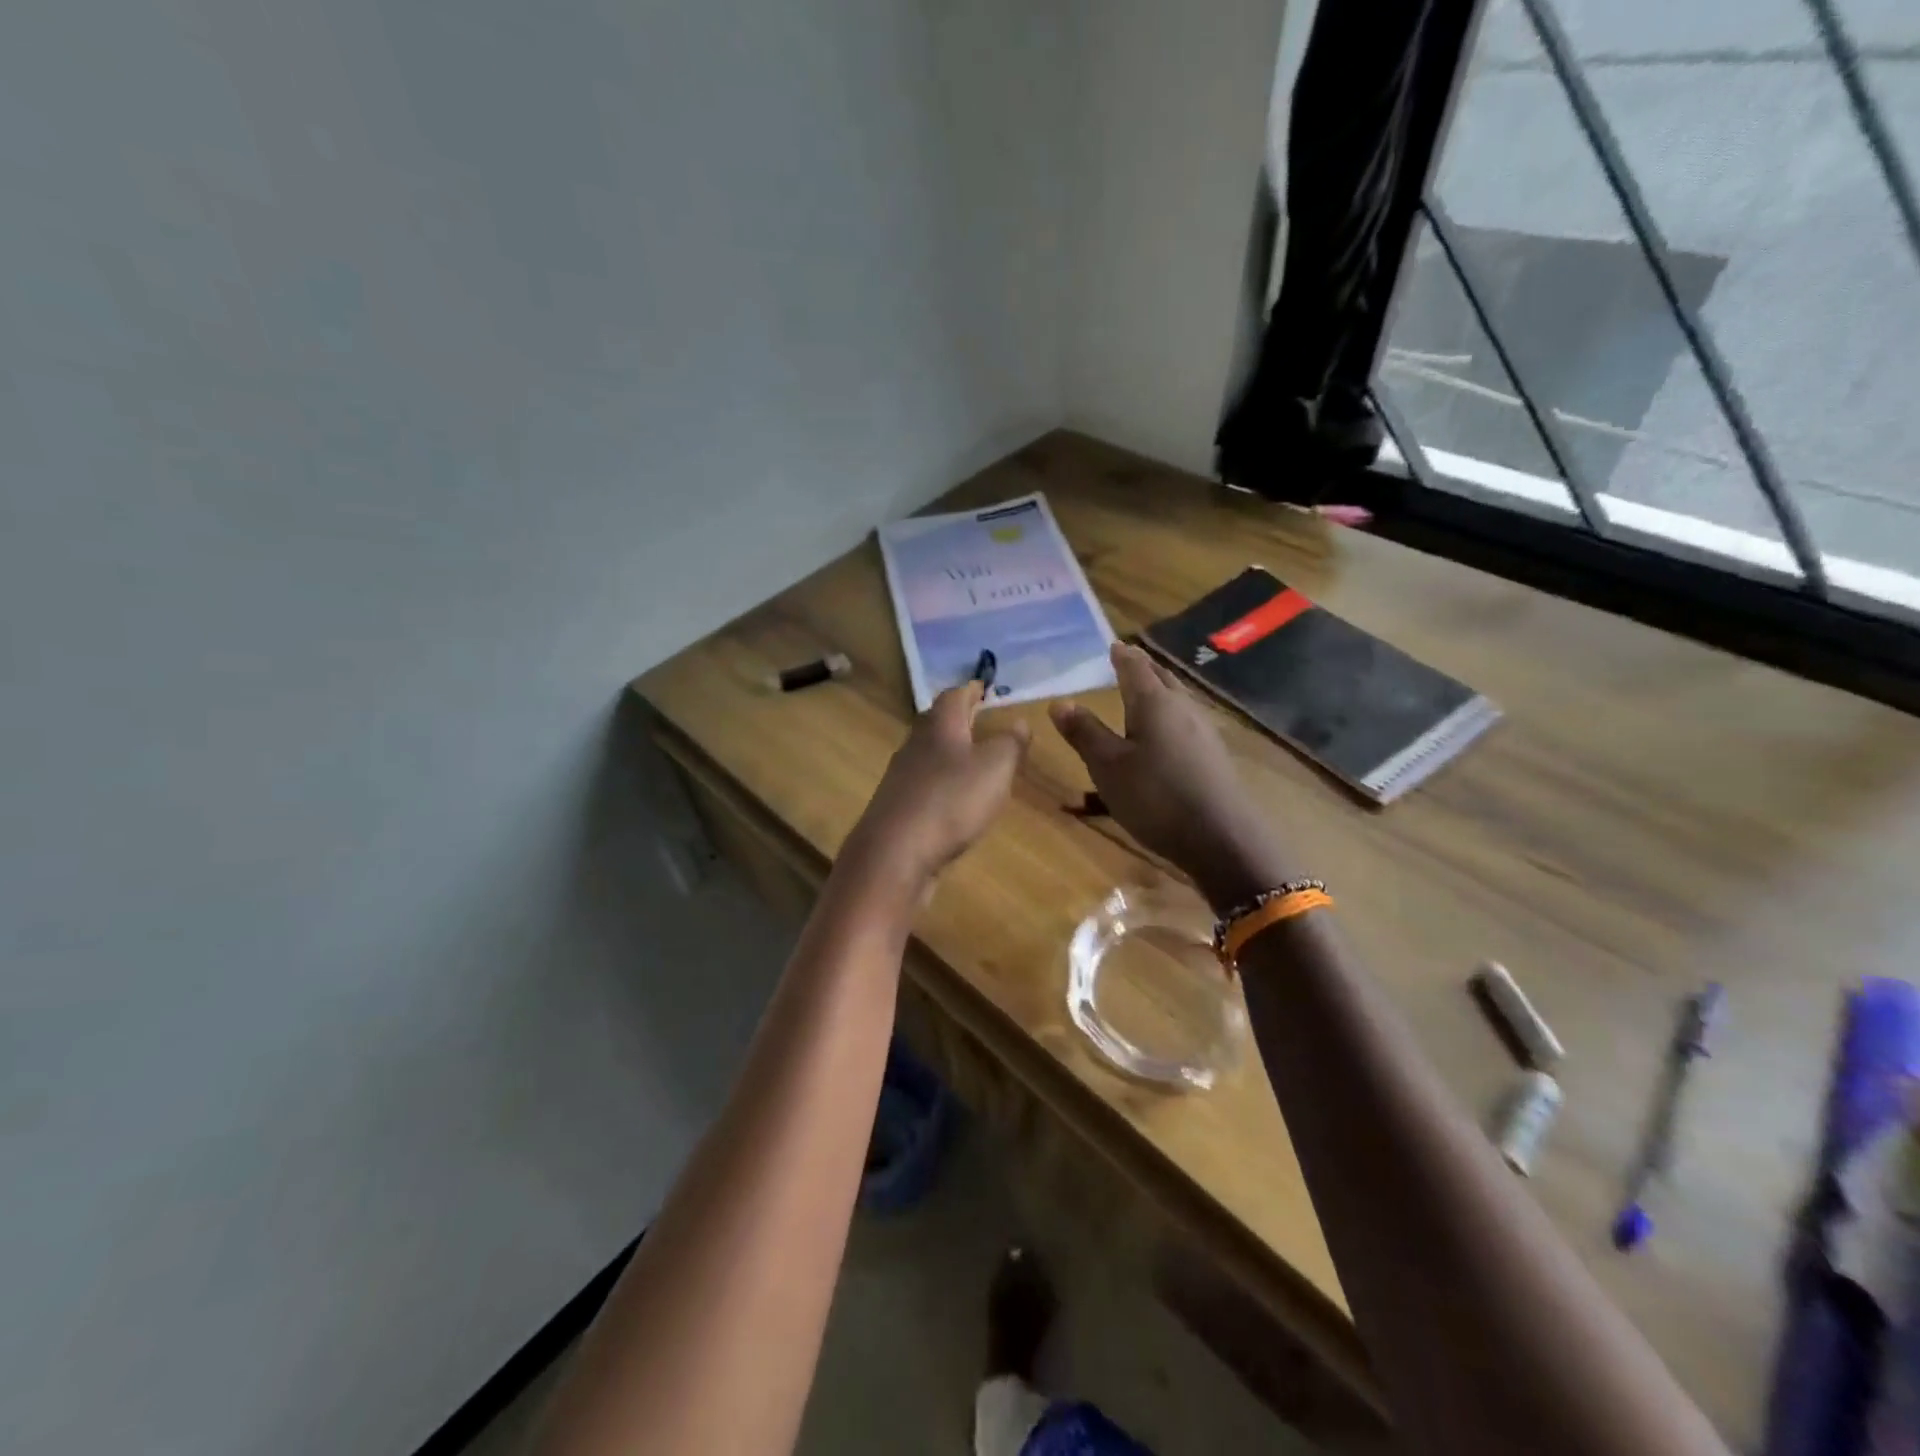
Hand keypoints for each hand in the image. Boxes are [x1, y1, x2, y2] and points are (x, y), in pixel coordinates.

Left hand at [845, 680, 1029, 895]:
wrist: (895, 854)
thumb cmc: (951, 801)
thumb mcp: (996, 768)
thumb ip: (1011, 743)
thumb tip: (1020, 721)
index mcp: (940, 726)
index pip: (955, 695)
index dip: (972, 690)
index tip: (985, 688)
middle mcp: (915, 743)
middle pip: (937, 721)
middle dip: (959, 718)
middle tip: (981, 719)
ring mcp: (902, 776)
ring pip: (929, 753)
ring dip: (949, 752)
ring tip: (973, 759)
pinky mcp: (898, 807)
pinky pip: (924, 784)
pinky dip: (942, 782)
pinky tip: (954, 798)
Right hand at [1050, 642, 1292, 910]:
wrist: (1221, 838)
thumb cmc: (1155, 796)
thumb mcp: (1107, 767)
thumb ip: (1084, 732)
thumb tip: (1059, 701)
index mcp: (1154, 702)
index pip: (1135, 667)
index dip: (1122, 656)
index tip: (1113, 646)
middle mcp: (1183, 708)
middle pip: (1162, 678)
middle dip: (1143, 669)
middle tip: (1127, 662)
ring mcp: (1204, 732)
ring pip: (1177, 699)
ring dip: (1159, 690)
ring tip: (1144, 693)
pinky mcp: (1213, 756)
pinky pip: (1186, 721)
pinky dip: (1170, 715)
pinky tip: (1166, 733)